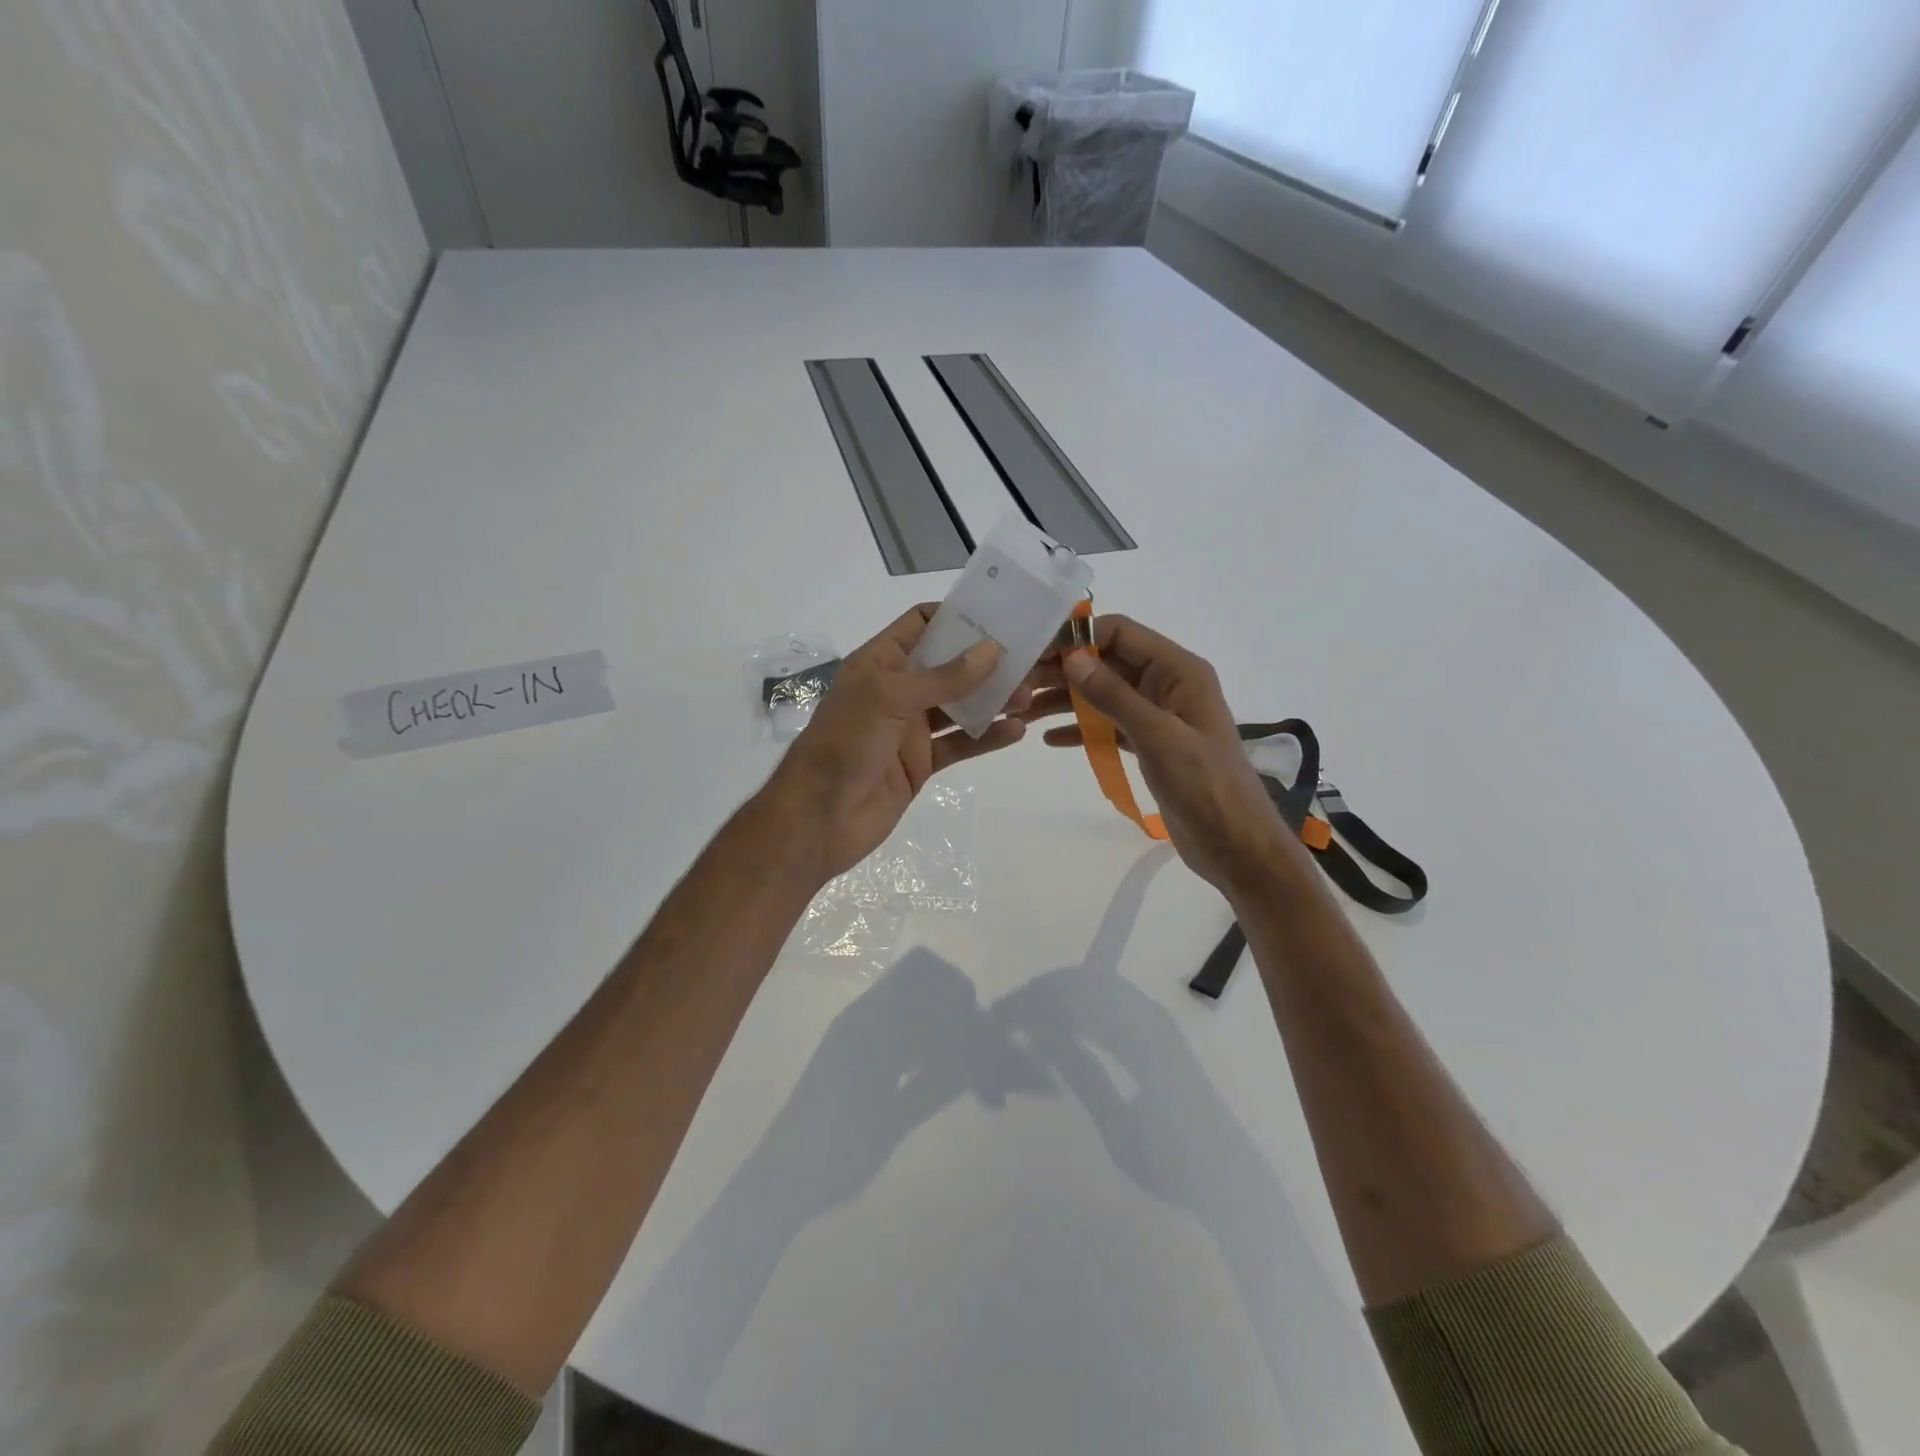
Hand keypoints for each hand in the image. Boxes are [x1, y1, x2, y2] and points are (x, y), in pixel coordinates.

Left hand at [762, 604, 1030, 881]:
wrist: (820, 817)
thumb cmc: (846, 744)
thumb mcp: (891, 698)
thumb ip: (944, 677)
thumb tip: (991, 649)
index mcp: (880, 662)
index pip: (921, 624)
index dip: (956, 615)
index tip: (1000, 612)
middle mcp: (897, 690)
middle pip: (949, 665)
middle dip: (986, 660)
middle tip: (1031, 657)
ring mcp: (910, 728)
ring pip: (959, 705)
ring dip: (992, 699)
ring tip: (1031, 695)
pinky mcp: (921, 762)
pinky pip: (960, 743)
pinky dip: (986, 737)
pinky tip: (1016, 730)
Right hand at [1023, 615, 1296, 898]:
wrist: (1235, 846)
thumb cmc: (1204, 785)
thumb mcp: (1158, 736)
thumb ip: (1115, 696)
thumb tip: (1072, 658)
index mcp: (1179, 671)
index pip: (1121, 634)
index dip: (1079, 638)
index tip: (1036, 652)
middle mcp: (1167, 685)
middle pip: (1107, 663)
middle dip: (1064, 671)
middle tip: (1018, 683)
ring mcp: (1157, 716)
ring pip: (1103, 695)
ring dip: (1065, 700)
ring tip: (1022, 710)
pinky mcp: (1148, 745)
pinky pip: (1108, 726)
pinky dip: (1081, 729)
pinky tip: (1049, 738)